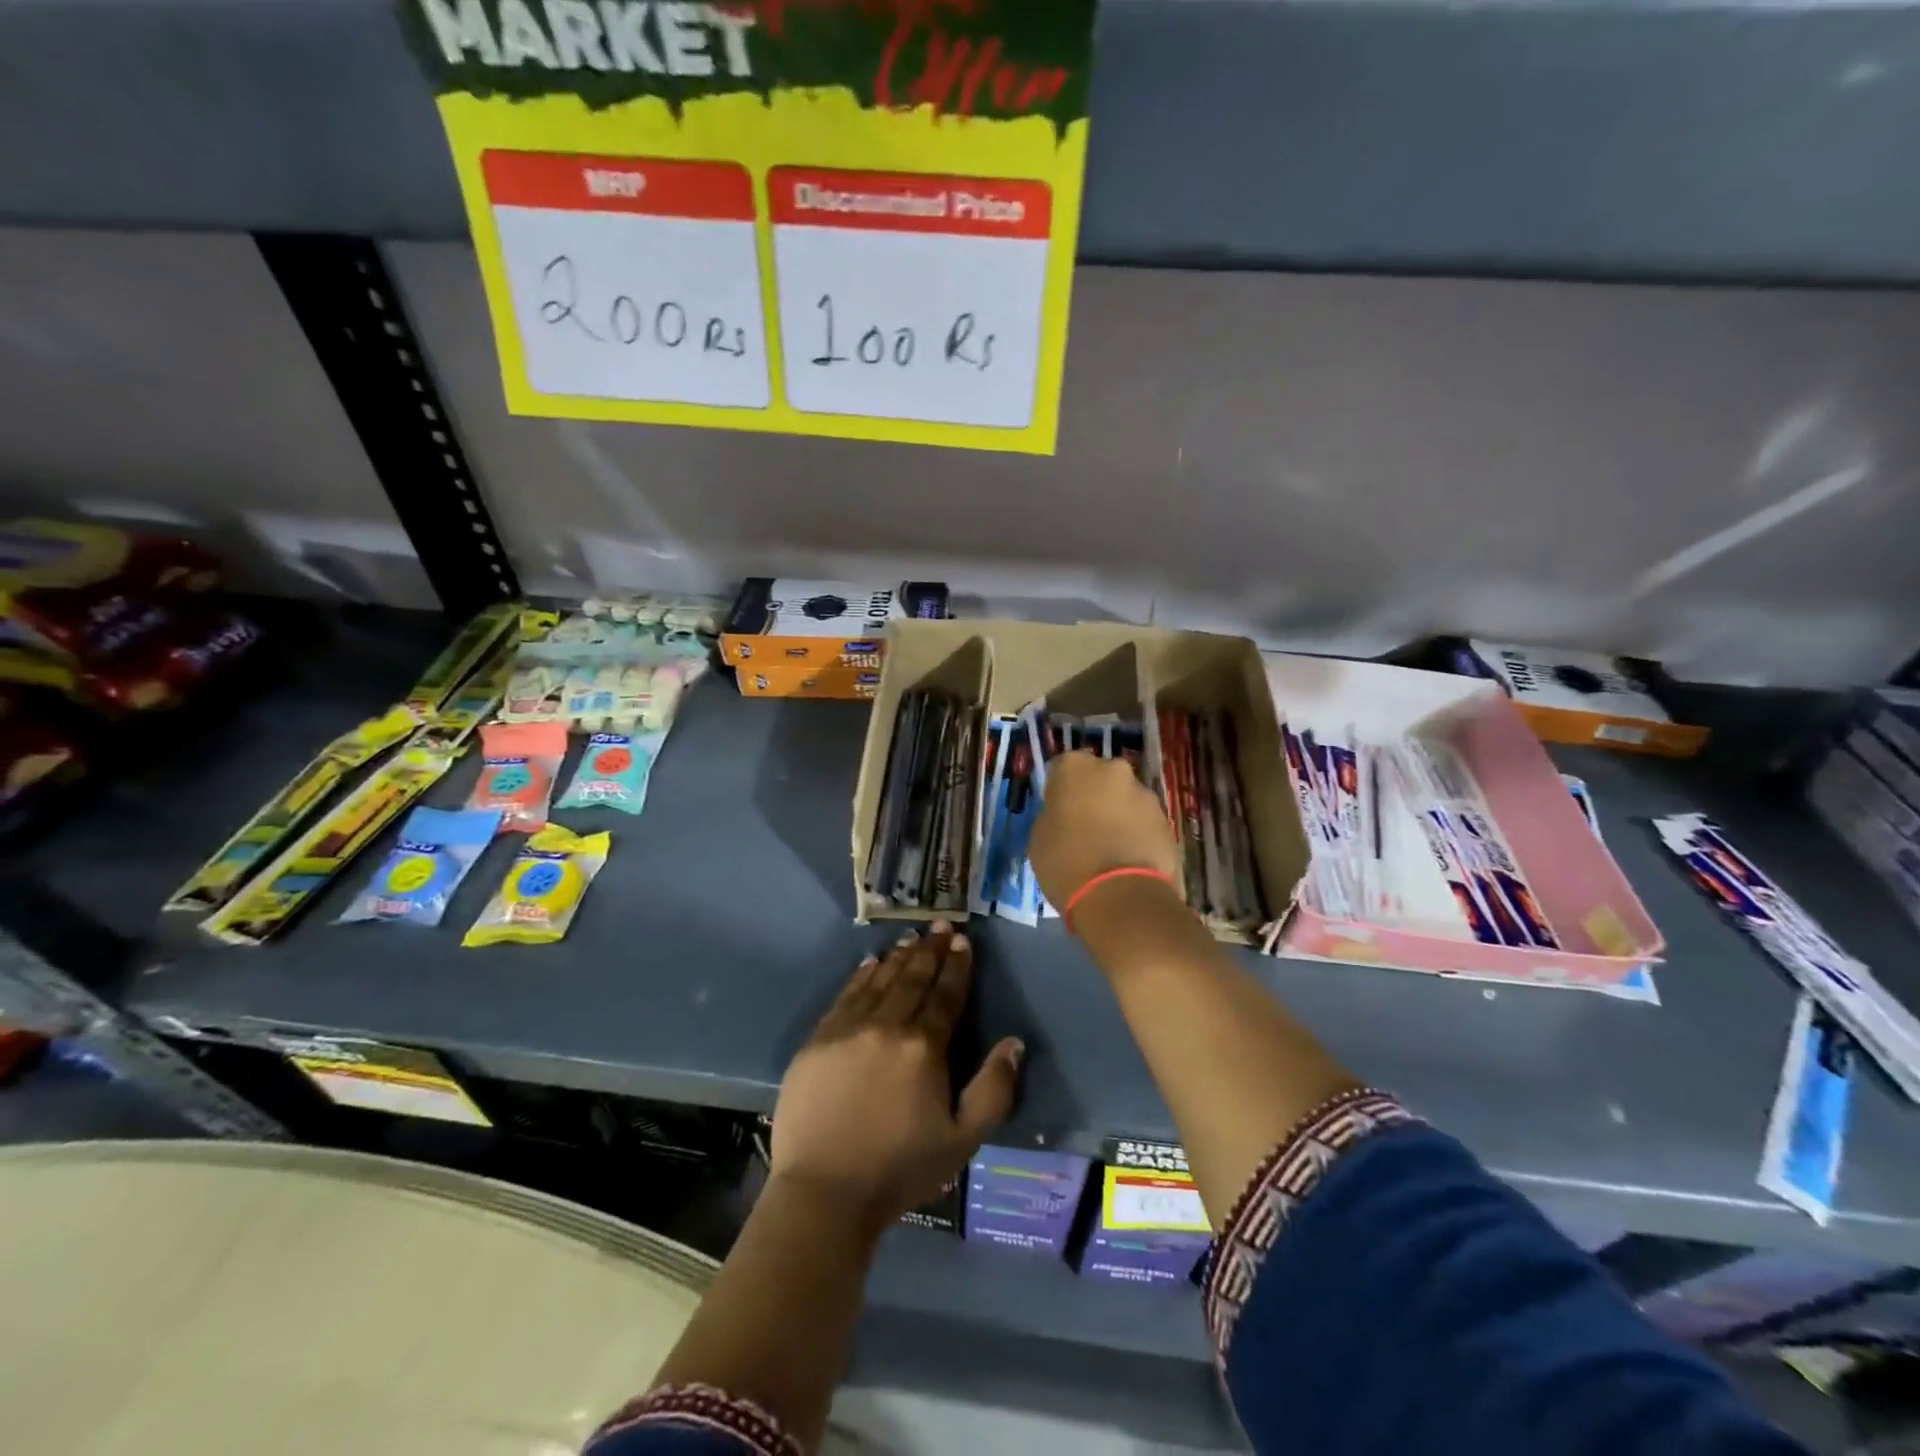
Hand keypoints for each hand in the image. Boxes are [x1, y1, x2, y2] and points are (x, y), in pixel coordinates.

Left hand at [770, 923, 1023, 1228]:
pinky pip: (844, 996)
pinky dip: (860, 976)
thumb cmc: (900, 1169)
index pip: (946, 995)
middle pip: (913, 979)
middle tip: (941, 925)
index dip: (957, 967)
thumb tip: (1013, 1043)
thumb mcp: (963, 1140)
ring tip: (912, 937)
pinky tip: (869, 963)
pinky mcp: (818, 1040)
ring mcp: (847, 1030)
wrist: (824, 1192)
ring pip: (879, 981)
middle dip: (931, 950)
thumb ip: (993, 1089)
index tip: (964, 941)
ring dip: (898, 957)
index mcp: (924, 1047)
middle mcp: (887, 1026)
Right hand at [1029, 750, 1180, 912]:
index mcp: (1075, 767)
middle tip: (1084, 828)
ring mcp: (1145, 794)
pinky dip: (1137, 834)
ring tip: (1109, 850)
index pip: (1062, 768)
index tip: (1058, 812)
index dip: (1059, 790)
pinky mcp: (1167, 821)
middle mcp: (1114, 769)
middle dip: (1093, 797)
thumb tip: (1064, 815)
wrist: (1120, 896)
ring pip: (1125, 799)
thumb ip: (1053, 814)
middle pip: (1100, 778)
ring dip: (1117, 815)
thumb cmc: (1066, 862)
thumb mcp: (1040, 837)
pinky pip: (1144, 822)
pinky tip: (1128, 860)